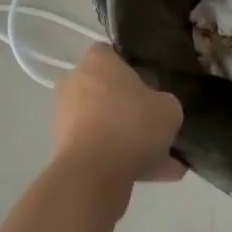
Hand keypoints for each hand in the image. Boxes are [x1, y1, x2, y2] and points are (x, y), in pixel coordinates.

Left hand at [51, 42, 185, 189]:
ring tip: (165, 164)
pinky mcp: (63, 149)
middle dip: (132, 111)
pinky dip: (120, 161)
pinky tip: (153, 177)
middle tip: (158, 129)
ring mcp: (65, 117)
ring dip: (130, 142)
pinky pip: (99, 150)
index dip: (134, 70)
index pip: (113, 54)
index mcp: (96, 61)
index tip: (152, 88)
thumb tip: (158, 108)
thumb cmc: (131, 125)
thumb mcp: (168, 109)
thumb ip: (164, 103)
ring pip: (106, 125)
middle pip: (108, 92)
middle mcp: (75, 82)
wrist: (93, 175)